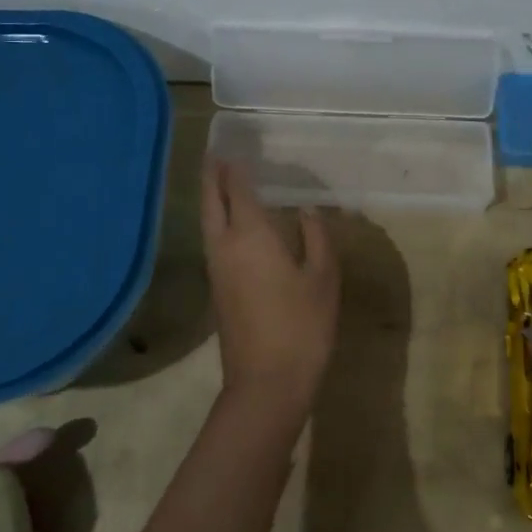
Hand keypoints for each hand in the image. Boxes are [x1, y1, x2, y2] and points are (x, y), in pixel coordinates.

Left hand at [200, 156, 339, 411]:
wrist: (267, 383)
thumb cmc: (302, 325)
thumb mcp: (323, 278)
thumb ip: (316, 237)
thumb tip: (306, 210)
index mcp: (251, 236)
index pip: (238, 190)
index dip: (234, 169)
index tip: (233, 148)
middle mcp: (225, 246)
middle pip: (212, 202)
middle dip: (211, 176)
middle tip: (214, 154)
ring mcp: (217, 269)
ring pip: (207, 222)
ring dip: (210, 198)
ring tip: (218, 180)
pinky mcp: (217, 290)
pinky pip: (212, 240)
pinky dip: (216, 220)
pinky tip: (230, 223)